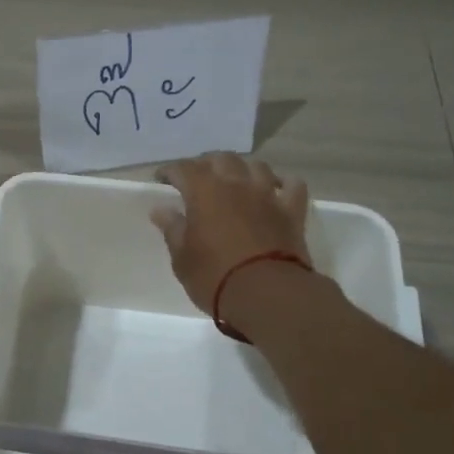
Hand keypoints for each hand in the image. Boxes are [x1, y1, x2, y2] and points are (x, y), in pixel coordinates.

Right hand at [152, 153, 311, 314]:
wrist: (267, 294)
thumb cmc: (215, 277)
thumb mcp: (182, 258)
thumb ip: (172, 228)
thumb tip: (161, 210)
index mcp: (204, 191)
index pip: (183, 168)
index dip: (170, 171)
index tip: (161, 180)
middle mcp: (237, 184)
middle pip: (221, 159)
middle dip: (206, 164)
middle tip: (197, 178)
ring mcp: (268, 195)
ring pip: (256, 166)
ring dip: (242, 169)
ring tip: (235, 180)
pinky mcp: (292, 211)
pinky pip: (292, 186)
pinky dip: (283, 184)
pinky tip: (277, 189)